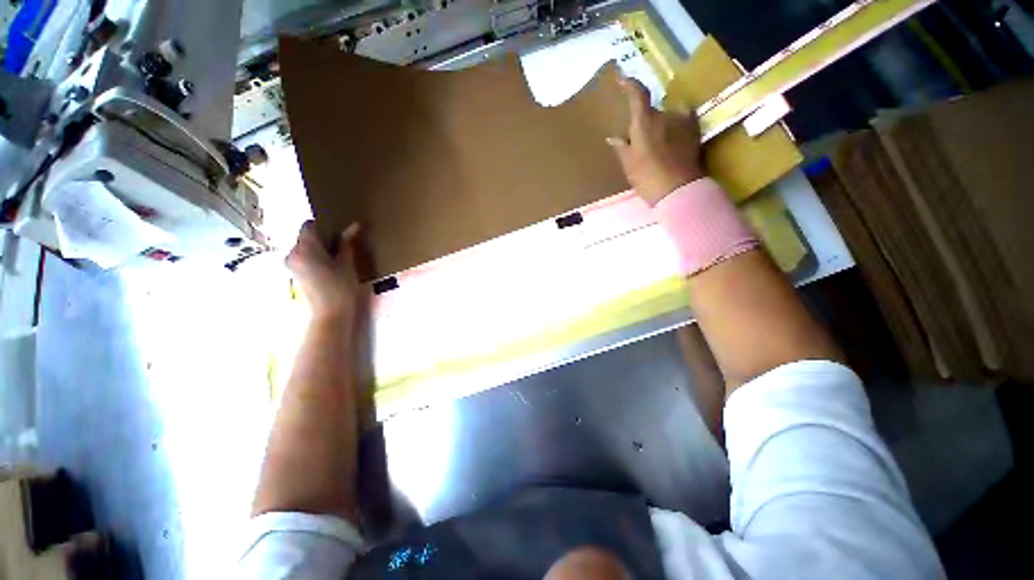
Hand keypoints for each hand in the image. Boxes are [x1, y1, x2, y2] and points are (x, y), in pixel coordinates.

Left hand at [286, 221, 362, 321]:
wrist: (330, 314)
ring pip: (304, 247)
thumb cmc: (341, 288)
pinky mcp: (293, 272)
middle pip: (305, 236)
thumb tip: (355, 225)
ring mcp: (291, 263)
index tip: (339, 232)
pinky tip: (329, 266)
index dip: (324, 225)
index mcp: (305, 247)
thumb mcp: (347, 263)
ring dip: (319, 248)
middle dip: (322, 237)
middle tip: (342, 245)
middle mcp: (292, 252)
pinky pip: (303, 256)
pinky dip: (314, 257)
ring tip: (337, 257)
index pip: (309, 225)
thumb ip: (347, 242)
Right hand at [607, 76, 704, 204]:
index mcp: (645, 122)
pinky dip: (674, 129)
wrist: (678, 190)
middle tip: (639, 142)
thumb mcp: (629, 164)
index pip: (638, 94)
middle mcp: (665, 114)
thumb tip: (613, 137)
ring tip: (656, 148)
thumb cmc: (647, 177)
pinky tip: (671, 144)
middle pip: (652, 112)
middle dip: (645, 122)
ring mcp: (682, 121)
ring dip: (660, 128)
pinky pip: (681, 122)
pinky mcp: (694, 130)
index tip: (622, 78)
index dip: (630, 84)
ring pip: (667, 118)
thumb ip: (621, 147)